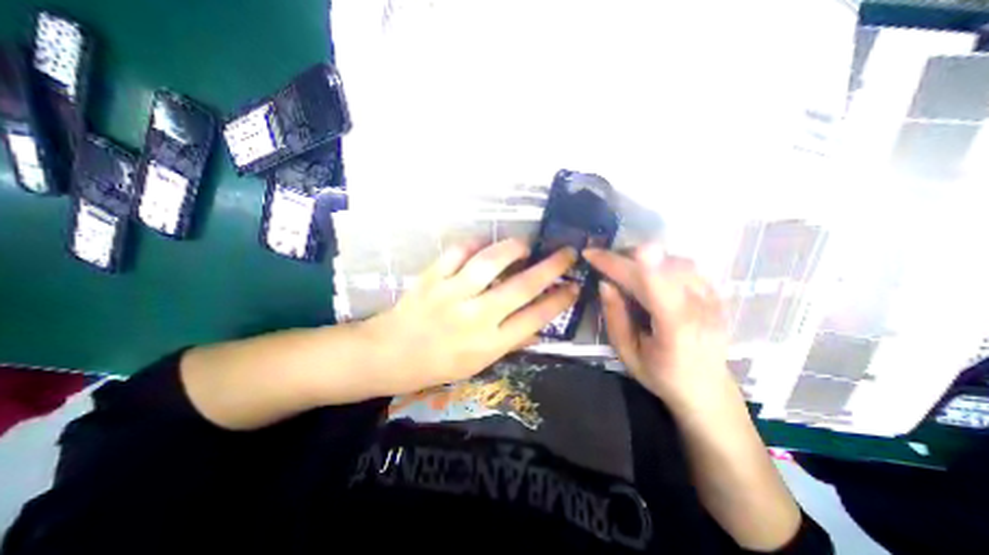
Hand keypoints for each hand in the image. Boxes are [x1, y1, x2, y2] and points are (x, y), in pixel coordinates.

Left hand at [363, 237, 581, 394]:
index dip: (560, 300)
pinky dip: (475, 242)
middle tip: (568, 253)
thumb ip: (509, 342)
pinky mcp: (432, 277)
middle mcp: (475, 317)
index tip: (575, 285)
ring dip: (514, 248)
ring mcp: (452, 294)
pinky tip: (484, 244)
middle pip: (522, 287)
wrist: (388, 355)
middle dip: (552, 267)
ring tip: (525, 244)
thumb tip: (538, 326)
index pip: (535, 318)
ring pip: (491, 262)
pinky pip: (458, 251)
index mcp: (489, 344)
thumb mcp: (478, 364)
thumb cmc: (436, 364)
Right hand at [586, 246, 733, 409]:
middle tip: (600, 260)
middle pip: (659, 266)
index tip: (591, 254)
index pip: (651, 284)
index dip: (619, 264)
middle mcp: (701, 307)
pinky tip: (646, 272)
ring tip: (621, 266)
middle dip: (623, 258)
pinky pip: (683, 265)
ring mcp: (713, 296)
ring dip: (641, 258)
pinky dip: (659, 261)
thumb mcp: (627, 354)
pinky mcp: (716, 291)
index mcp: (677, 328)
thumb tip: (604, 283)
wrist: (707, 387)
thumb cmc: (661, 375)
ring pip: (672, 260)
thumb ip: (615, 318)